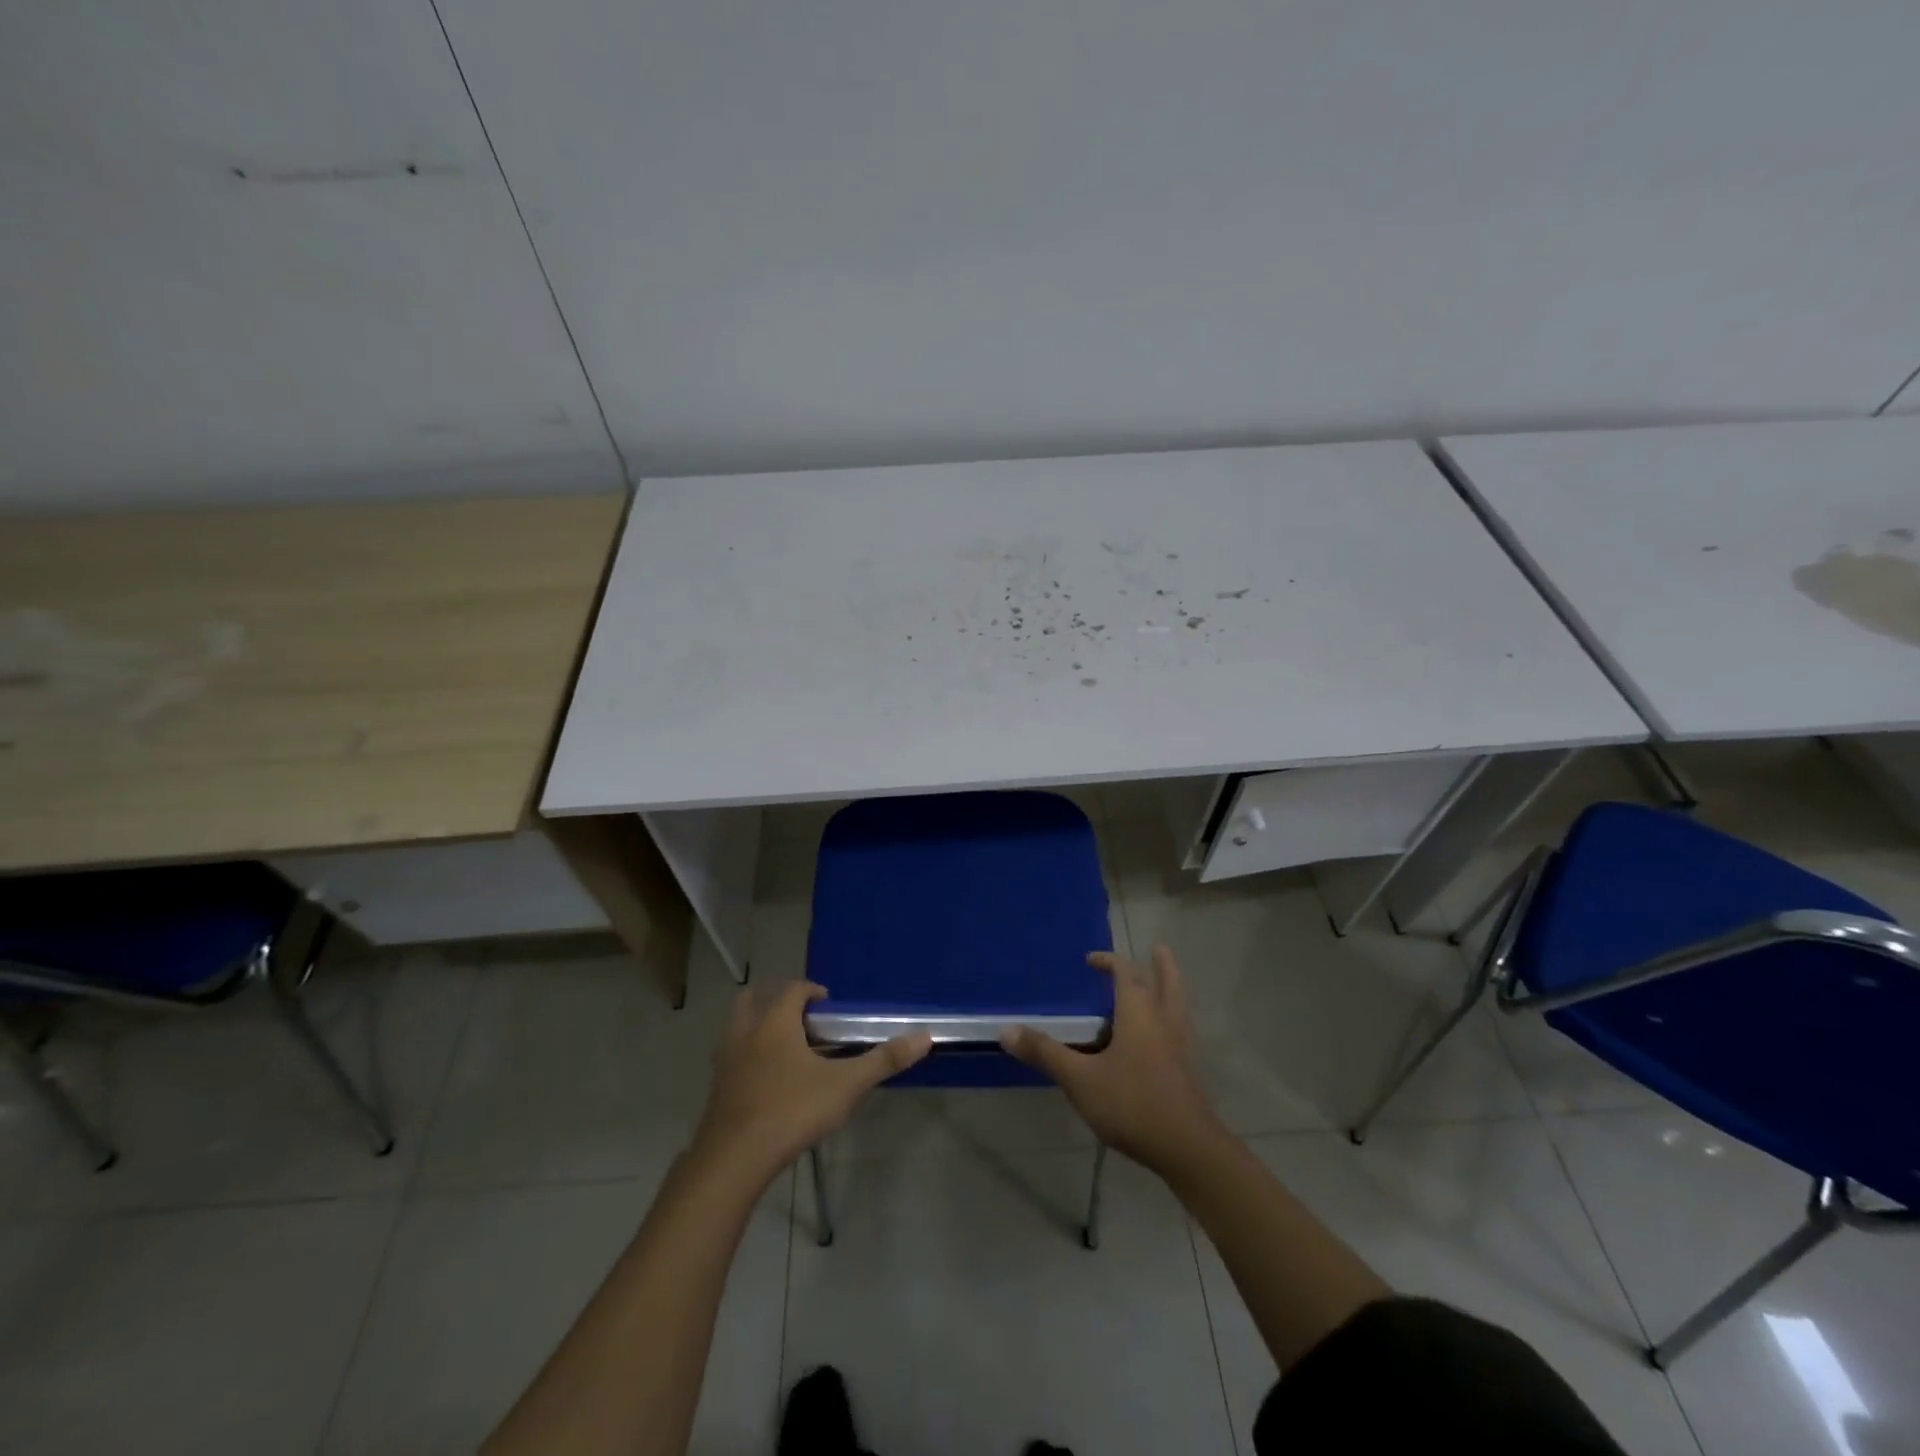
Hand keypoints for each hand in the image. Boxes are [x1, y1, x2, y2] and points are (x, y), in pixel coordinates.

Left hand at [692, 982, 930, 1184]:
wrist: (733, 1160)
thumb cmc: (791, 1111)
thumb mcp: (845, 1086)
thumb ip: (884, 1060)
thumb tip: (924, 1036)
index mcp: (775, 1021)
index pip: (793, 989)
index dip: (812, 991)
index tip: (830, 1008)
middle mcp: (746, 1031)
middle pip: (756, 998)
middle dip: (777, 1002)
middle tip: (803, 1022)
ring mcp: (725, 1059)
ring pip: (738, 1026)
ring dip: (758, 1027)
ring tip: (785, 1050)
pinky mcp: (716, 1087)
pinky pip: (731, 1056)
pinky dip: (747, 1056)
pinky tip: (767, 1083)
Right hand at [1002, 945, 1220, 1175]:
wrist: (1187, 1149)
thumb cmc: (1132, 1103)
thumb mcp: (1080, 1079)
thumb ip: (1045, 1053)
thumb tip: (1006, 1030)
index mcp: (1139, 1014)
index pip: (1126, 973)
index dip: (1109, 962)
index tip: (1091, 960)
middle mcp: (1164, 1022)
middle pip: (1168, 982)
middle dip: (1161, 965)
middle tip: (1157, 949)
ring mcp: (1181, 1047)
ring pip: (1179, 1006)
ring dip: (1171, 989)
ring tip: (1164, 984)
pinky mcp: (1188, 1072)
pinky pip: (1181, 1031)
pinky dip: (1172, 1019)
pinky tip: (1161, 1036)